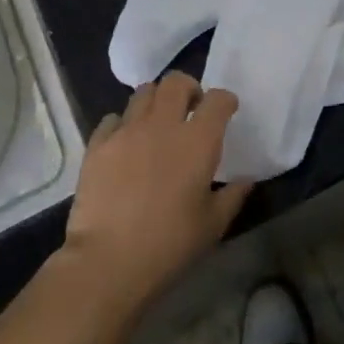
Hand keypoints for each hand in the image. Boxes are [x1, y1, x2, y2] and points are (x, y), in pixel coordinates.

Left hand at [61, 73, 251, 318]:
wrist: (108, 262)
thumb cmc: (169, 244)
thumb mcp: (213, 225)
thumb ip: (232, 196)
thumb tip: (246, 181)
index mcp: (198, 141)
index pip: (218, 99)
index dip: (225, 101)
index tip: (226, 112)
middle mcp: (163, 125)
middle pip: (176, 82)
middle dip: (188, 89)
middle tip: (190, 109)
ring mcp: (127, 132)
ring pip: (143, 93)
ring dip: (156, 101)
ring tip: (157, 123)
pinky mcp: (98, 145)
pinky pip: (113, 119)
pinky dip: (123, 124)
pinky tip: (125, 144)